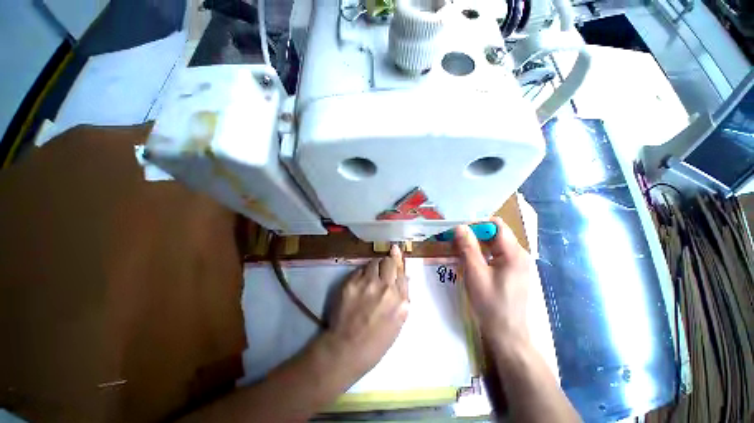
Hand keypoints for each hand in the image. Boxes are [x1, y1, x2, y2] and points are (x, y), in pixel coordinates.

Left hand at [323, 245, 408, 376]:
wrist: (347, 348)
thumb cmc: (377, 340)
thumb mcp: (399, 320)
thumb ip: (403, 296)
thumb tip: (403, 276)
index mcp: (400, 299)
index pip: (401, 271)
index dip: (398, 261)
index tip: (395, 251)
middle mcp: (385, 287)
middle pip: (388, 261)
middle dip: (387, 262)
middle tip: (383, 267)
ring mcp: (367, 283)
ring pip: (373, 262)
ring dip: (374, 267)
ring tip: (370, 277)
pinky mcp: (351, 282)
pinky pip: (359, 269)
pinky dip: (362, 273)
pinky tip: (359, 285)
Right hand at [453, 217, 531, 347]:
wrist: (507, 335)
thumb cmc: (491, 304)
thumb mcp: (475, 273)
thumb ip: (467, 248)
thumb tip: (459, 226)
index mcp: (514, 253)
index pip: (496, 225)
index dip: (476, 224)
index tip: (459, 231)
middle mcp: (519, 255)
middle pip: (495, 234)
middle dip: (473, 234)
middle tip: (454, 241)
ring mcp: (516, 264)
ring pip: (493, 245)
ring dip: (475, 245)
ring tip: (458, 250)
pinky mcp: (512, 272)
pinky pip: (495, 255)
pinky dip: (481, 254)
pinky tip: (469, 262)